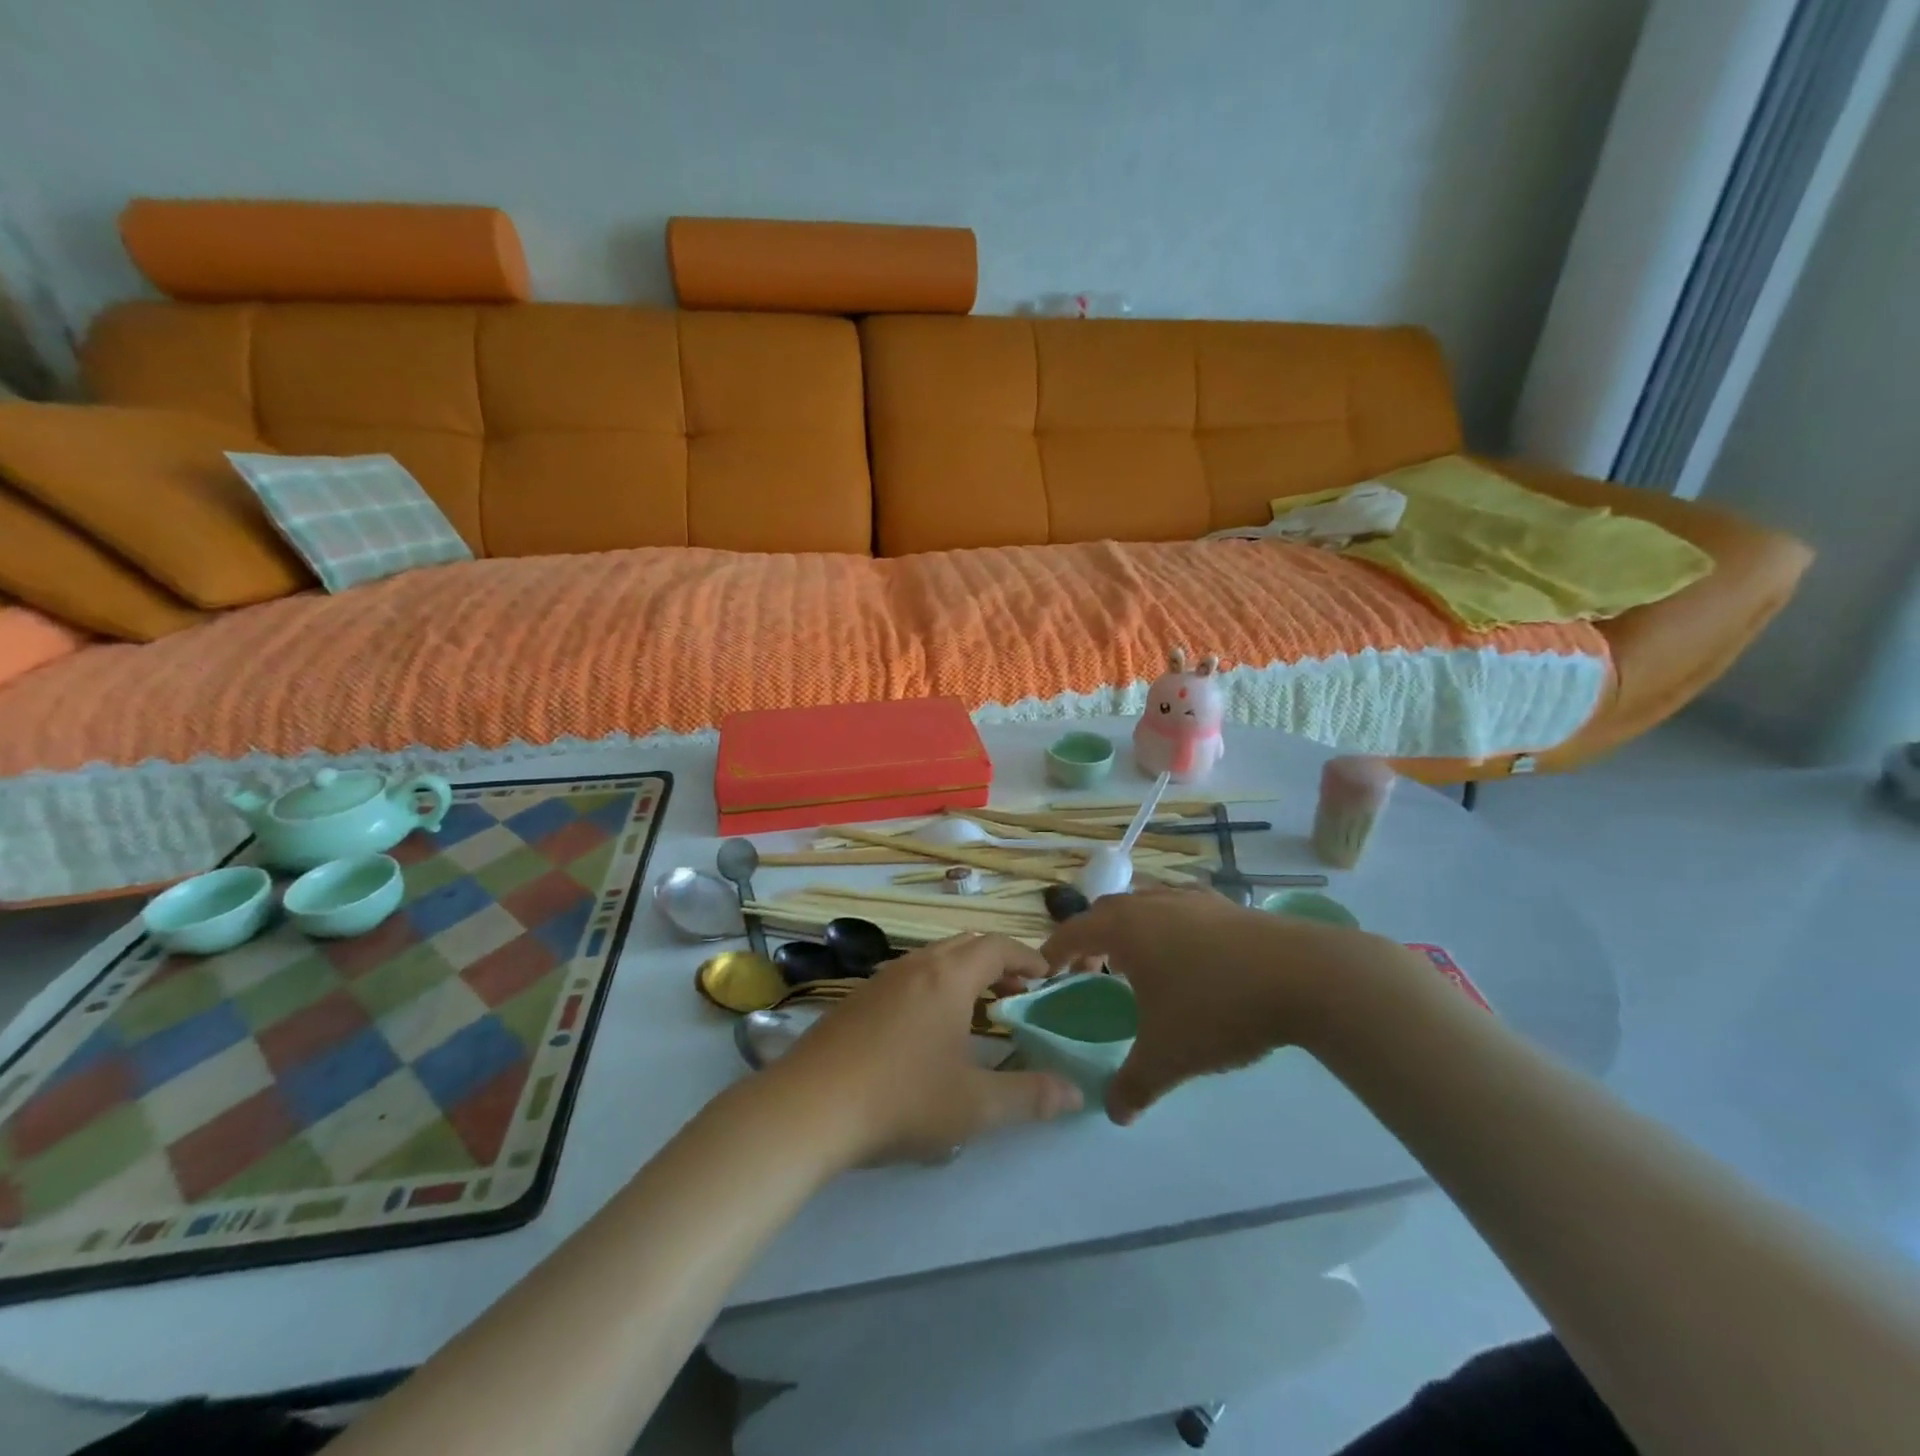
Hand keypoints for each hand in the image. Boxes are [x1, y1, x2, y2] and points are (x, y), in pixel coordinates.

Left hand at [763, 933, 1083, 1166]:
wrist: (808, 1108)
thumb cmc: (901, 1099)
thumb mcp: (974, 1106)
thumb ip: (1028, 1096)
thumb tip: (1074, 1092)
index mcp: (948, 977)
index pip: (997, 946)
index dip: (1026, 956)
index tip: (1047, 975)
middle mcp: (915, 966)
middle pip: (965, 945)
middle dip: (997, 963)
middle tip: (1019, 992)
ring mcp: (879, 980)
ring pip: (932, 960)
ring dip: (963, 974)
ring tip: (978, 1009)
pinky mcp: (854, 1000)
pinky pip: (907, 977)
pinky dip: (933, 987)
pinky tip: (927, 1028)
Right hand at [1041, 888, 1416, 1124]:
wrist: (1303, 976)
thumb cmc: (1217, 1007)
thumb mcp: (1168, 1056)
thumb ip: (1133, 1085)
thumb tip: (1114, 1114)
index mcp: (1126, 928)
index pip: (1074, 931)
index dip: (1056, 951)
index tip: (1046, 970)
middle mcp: (1152, 903)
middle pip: (1108, 913)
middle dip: (1093, 940)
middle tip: (1092, 971)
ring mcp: (1192, 899)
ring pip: (1147, 906)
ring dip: (1133, 931)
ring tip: (1140, 965)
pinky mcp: (1227, 906)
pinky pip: (1181, 911)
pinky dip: (1170, 929)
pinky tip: (1190, 957)